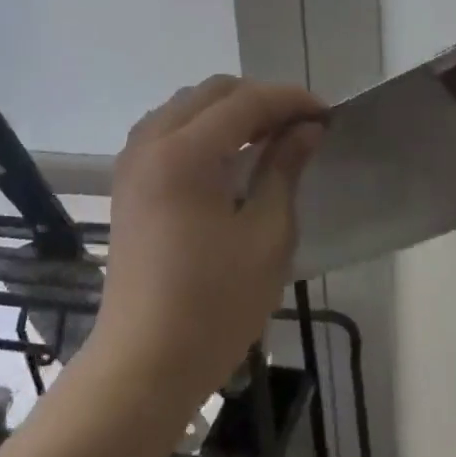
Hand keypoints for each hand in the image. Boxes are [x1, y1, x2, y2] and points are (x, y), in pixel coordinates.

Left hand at [91, 76, 325, 407]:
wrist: (144, 363)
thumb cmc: (215, 304)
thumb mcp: (267, 235)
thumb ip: (284, 169)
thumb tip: (307, 128)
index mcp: (186, 154)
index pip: (246, 102)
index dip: (291, 100)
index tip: (327, 114)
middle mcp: (152, 144)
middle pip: (212, 93)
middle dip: (261, 99)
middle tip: (300, 125)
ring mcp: (133, 162)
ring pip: (186, 106)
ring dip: (230, 109)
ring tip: (268, 136)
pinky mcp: (127, 184)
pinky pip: (167, 129)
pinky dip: (201, 127)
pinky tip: (227, 155)